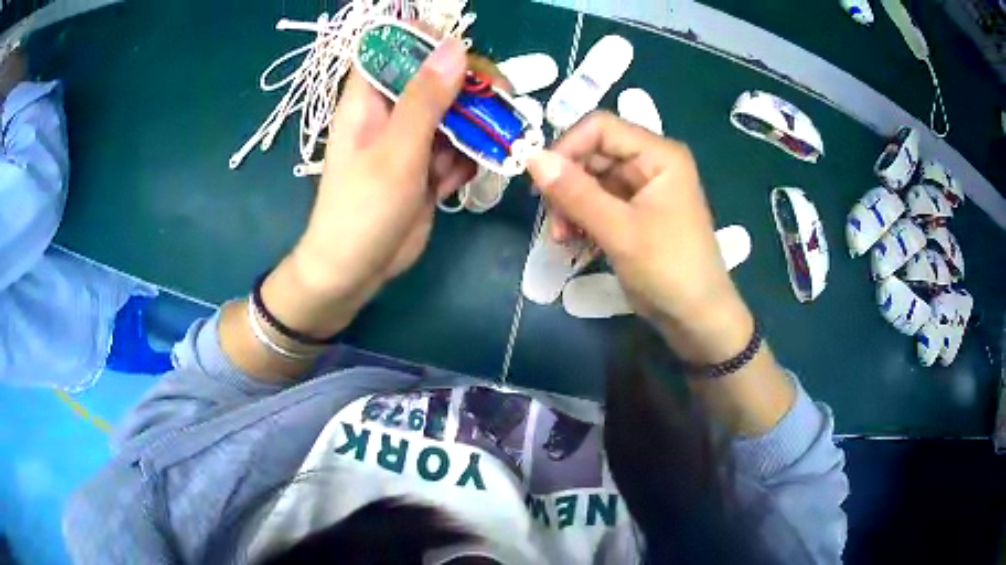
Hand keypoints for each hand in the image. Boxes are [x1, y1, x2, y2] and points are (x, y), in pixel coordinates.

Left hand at [264, 38, 475, 337]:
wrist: (355, 272)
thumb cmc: (363, 209)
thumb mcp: (396, 150)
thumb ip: (426, 99)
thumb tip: (456, 47)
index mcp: (369, 99)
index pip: (397, 49)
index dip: (429, 42)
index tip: (468, 52)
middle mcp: (390, 113)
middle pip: (435, 80)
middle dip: (469, 90)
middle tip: (501, 102)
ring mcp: (410, 141)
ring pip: (453, 115)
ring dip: (474, 130)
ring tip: (488, 148)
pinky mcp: (425, 167)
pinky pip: (455, 149)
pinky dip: (464, 161)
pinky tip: (457, 181)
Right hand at [527, 112, 753, 364]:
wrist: (696, 319)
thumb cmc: (668, 269)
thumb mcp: (619, 230)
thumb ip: (575, 192)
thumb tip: (531, 157)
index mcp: (658, 154)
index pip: (600, 127)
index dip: (566, 147)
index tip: (540, 180)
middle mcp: (650, 163)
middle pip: (592, 154)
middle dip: (566, 184)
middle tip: (552, 219)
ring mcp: (643, 189)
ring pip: (591, 180)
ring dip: (570, 206)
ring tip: (563, 238)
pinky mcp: (635, 213)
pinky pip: (598, 203)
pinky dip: (581, 219)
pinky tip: (574, 242)